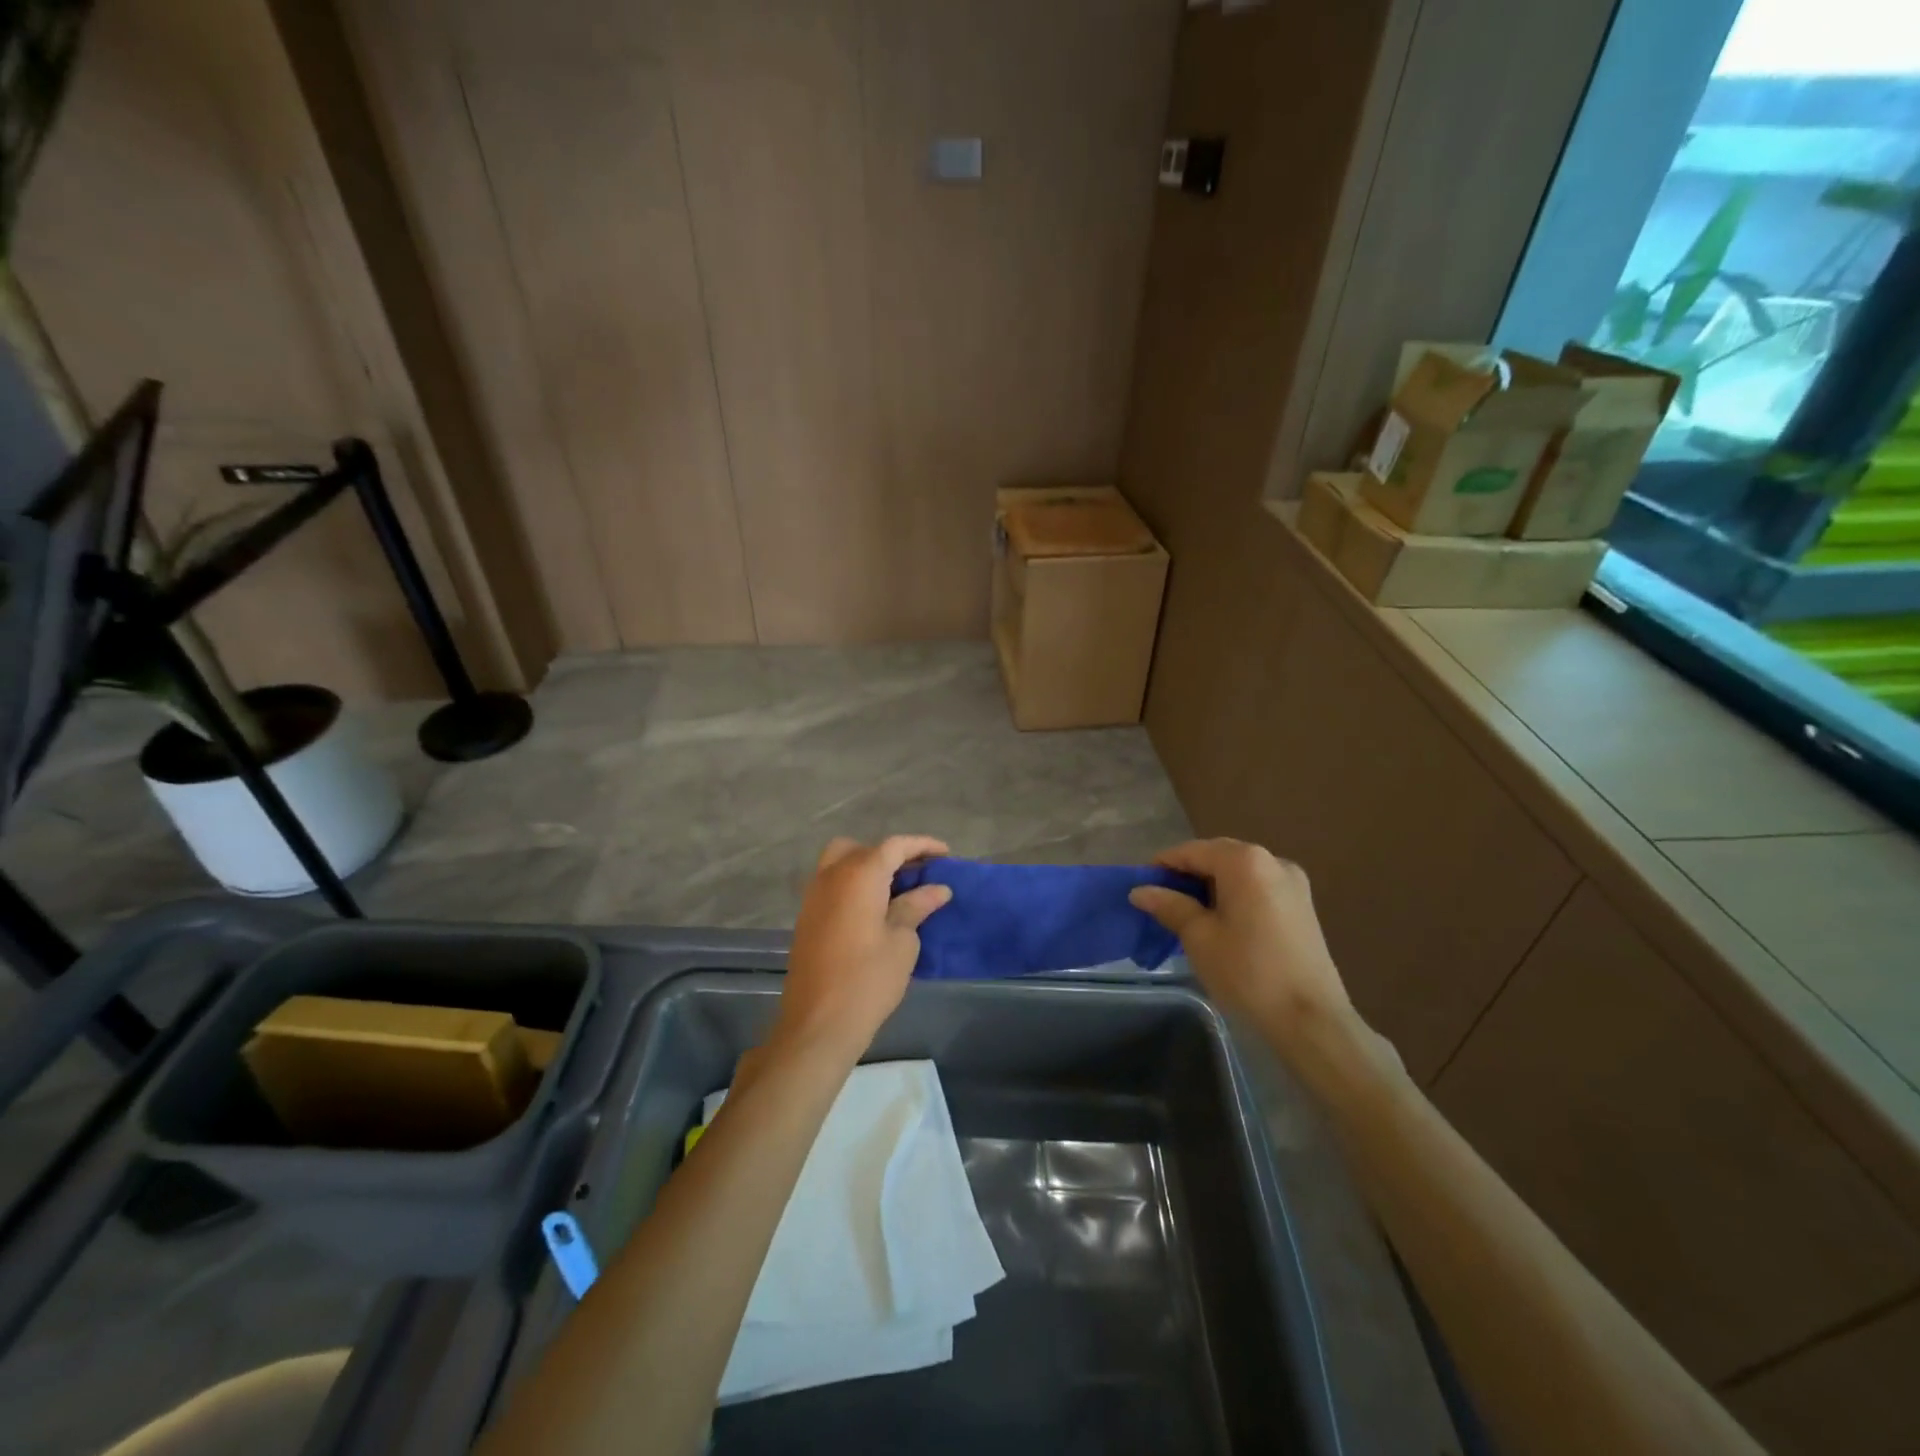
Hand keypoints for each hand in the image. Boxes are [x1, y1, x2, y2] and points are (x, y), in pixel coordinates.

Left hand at [775, 835, 951, 1063]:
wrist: (818, 1024)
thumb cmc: (868, 979)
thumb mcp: (902, 941)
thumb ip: (916, 906)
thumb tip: (937, 889)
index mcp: (859, 874)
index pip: (894, 846)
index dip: (922, 845)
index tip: (946, 855)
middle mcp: (832, 875)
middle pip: (863, 849)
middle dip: (891, 854)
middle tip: (918, 873)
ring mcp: (814, 896)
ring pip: (842, 863)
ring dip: (870, 868)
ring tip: (898, 890)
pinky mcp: (807, 918)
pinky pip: (833, 884)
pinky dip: (854, 884)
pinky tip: (875, 909)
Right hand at [1130, 840, 1353, 1049]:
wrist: (1310, 1020)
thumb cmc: (1248, 972)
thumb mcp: (1199, 937)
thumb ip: (1169, 906)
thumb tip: (1140, 891)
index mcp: (1245, 861)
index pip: (1192, 851)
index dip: (1162, 866)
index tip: (1139, 886)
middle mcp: (1273, 860)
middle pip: (1217, 857)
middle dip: (1186, 875)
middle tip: (1159, 901)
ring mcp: (1292, 883)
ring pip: (1238, 873)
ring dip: (1209, 887)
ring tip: (1185, 914)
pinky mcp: (1302, 906)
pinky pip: (1256, 889)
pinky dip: (1232, 897)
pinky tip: (1218, 922)